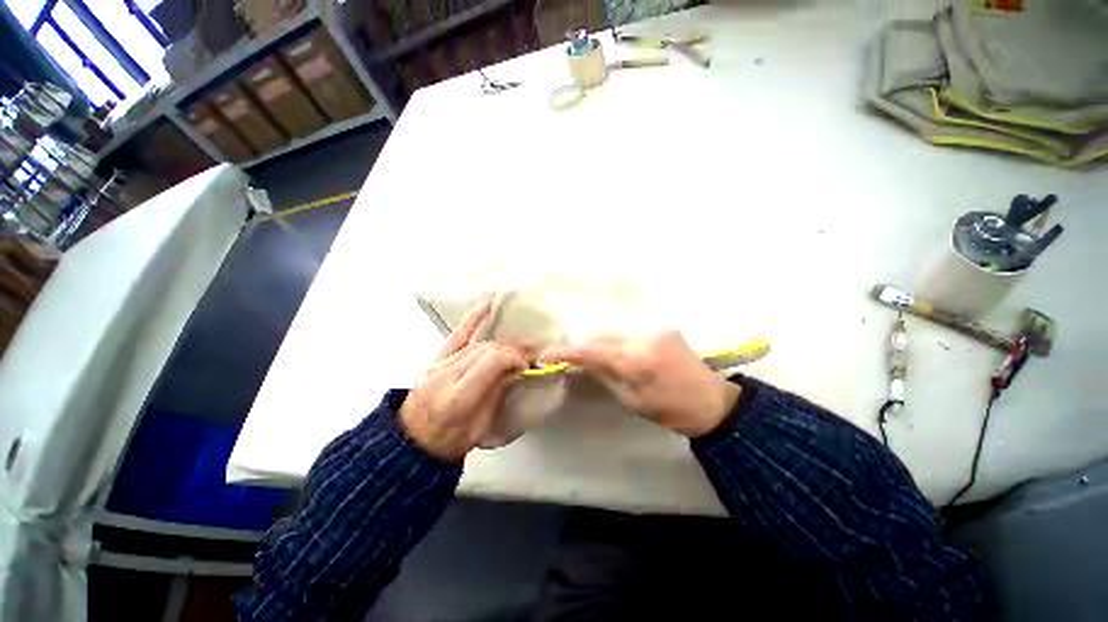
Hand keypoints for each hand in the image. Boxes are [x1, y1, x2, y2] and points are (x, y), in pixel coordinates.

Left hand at [400, 301, 529, 461]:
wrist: (411, 445)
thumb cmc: (449, 442)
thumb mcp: (480, 426)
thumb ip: (497, 393)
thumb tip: (515, 369)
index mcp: (459, 397)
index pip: (493, 361)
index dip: (515, 357)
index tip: (527, 365)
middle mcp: (447, 375)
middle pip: (487, 349)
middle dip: (512, 348)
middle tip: (530, 354)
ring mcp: (439, 365)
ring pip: (477, 343)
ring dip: (502, 342)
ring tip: (518, 346)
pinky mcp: (435, 360)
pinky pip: (456, 335)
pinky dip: (472, 319)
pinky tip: (486, 306)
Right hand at [543, 331, 740, 436]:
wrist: (713, 402)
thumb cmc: (671, 411)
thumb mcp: (633, 400)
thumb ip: (606, 376)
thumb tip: (582, 363)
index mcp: (637, 361)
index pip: (593, 351)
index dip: (568, 352)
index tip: (548, 355)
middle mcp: (644, 338)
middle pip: (602, 337)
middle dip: (583, 346)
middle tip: (567, 357)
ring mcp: (655, 330)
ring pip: (615, 333)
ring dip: (599, 343)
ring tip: (587, 355)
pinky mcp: (662, 329)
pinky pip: (629, 333)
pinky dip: (616, 342)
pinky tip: (613, 352)